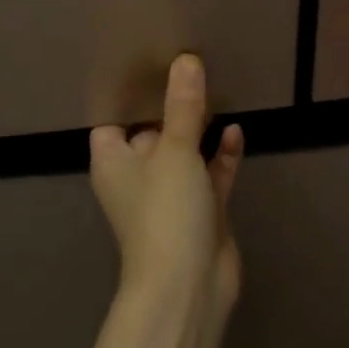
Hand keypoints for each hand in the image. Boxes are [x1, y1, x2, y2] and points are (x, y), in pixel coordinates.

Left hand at [90, 54, 244, 313]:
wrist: (188, 287)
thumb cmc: (165, 212)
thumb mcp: (175, 151)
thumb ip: (183, 105)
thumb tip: (186, 59)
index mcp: (114, 161)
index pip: (113, 119)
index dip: (129, 94)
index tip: (150, 61)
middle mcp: (138, 175)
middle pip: (153, 131)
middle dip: (171, 105)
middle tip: (192, 64)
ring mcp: (170, 195)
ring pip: (184, 152)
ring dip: (199, 128)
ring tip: (218, 88)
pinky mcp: (200, 210)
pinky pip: (210, 173)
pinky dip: (220, 155)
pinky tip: (235, 131)